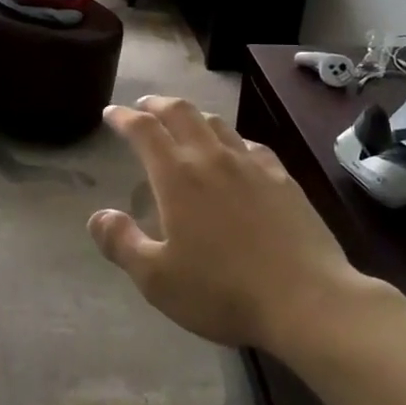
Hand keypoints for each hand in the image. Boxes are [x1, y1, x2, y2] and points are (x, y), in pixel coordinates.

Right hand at [90, 96, 369, 355]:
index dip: (123, 117)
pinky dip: (230, 138)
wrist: (307, 300)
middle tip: (143, 106)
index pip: (143, 130)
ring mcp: (251, 164)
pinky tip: (235, 151)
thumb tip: (98, 216)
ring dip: (192, 115)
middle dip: (156, 104)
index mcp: (177, 176)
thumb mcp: (157, 280)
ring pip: (216, 122)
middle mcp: (211, 158)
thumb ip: (122, 243)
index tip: (111, 112)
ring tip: (183, 122)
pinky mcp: (282, 178)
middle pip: (180, 112)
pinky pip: (249, 144)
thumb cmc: (223, 292)